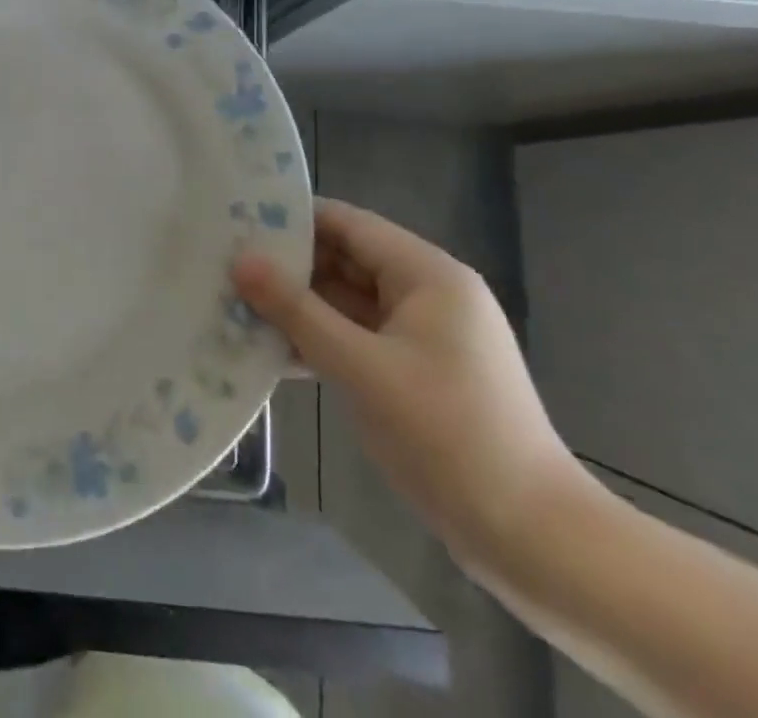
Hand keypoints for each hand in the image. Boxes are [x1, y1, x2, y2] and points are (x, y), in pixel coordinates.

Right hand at [233, 200, 584, 569]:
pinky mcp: (415, 373)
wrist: (533, 539)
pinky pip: (356, 339)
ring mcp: (422, 336)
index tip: (235, 222)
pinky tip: (268, 354)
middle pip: (344, 260)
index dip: (291, 218)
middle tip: (223, 267)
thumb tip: (241, 260)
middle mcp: (426, 294)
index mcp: (426, 275)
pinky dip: (318, 342)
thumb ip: (297, 311)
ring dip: (296, 308)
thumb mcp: (361, 368)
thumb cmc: (447, 436)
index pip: (347, 223)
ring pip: (345, 303)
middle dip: (286, 267)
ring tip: (233, 306)